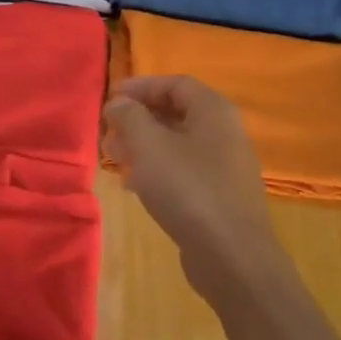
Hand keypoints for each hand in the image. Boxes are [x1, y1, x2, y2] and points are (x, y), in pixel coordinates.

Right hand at [102, 75, 285, 301]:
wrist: (231, 256)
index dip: (141, 87)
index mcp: (214, 111)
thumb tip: (119, 103)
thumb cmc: (187, 189)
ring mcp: (226, 167)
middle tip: (109, 132)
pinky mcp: (221, 196)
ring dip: (144, 146)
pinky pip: (185, 171)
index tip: (111, 99)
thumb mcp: (149, 145)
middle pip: (177, 113)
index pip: (175, 83)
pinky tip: (135, 187)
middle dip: (138, 119)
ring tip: (115, 159)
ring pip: (178, 144)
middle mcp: (225, 133)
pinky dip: (158, 170)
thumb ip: (129, 117)